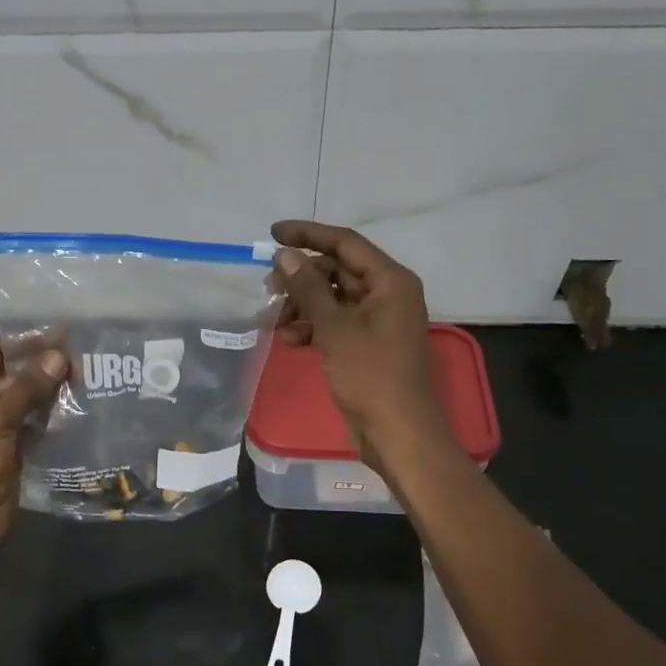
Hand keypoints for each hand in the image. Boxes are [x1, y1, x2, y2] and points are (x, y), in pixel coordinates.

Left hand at [0, 337, 66, 553]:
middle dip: (45, 366)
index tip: (64, 334)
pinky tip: (80, 406)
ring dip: (53, 390)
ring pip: (28, 398)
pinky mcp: (13, 446)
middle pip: (14, 373)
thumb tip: (60, 356)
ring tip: (88, 378)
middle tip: (84, 358)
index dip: (27, 341)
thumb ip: (29, 387)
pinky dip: (54, 415)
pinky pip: (36, 422)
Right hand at [271, 221, 450, 473]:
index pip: (345, 243)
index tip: (272, 234)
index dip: (308, 235)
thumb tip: (284, 255)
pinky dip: (311, 327)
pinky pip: (334, 323)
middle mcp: (386, 294)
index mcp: (389, 280)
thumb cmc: (370, 374)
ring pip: (332, 299)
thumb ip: (307, 287)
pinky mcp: (366, 344)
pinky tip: (288, 340)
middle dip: (301, 277)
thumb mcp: (334, 327)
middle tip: (267, 287)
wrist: (397, 431)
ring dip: (302, 305)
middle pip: (337, 270)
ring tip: (274, 320)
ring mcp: (377, 320)